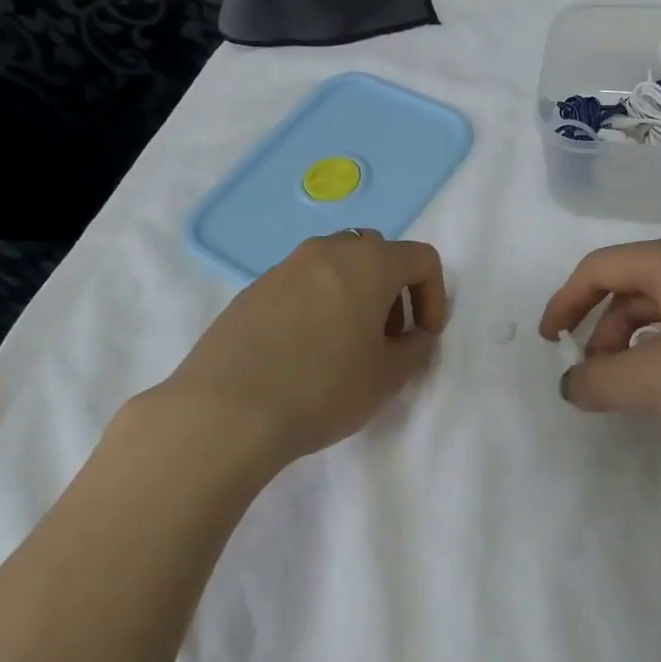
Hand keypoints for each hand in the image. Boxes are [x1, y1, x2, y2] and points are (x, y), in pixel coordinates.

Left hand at [160, 231, 447, 466]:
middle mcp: (327, 251)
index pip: (420, 258)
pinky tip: (304, 351)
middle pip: (377, 253)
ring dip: (354, 294)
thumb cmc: (322, 389)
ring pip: (336, 265)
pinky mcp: (253, 289)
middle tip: (387, 338)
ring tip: (345, 345)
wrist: (227, 410)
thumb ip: (416, 349)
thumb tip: (414, 335)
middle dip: (393, 290)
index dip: (434, 295)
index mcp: (368, 263)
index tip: (424, 336)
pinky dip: (318, 303)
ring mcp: (284, 266)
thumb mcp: (388, 377)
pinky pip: (301, 284)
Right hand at [538, 234, 660, 467]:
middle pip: (632, 286)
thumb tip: (570, 384)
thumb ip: (599, 380)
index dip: (565, 303)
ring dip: (635, 344)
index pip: (599, 268)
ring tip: (632, 388)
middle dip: (601, 330)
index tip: (551, 343)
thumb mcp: (656, 381)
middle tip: (593, 376)